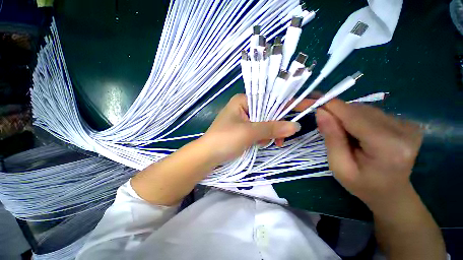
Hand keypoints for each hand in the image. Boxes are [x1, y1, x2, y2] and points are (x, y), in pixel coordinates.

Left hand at [201, 94, 314, 163]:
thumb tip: (295, 126)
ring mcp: (243, 119)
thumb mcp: (249, 132)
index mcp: (242, 100)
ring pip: (264, 123)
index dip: (287, 104)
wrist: (208, 156)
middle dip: (275, 125)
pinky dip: (262, 137)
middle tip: (281, 138)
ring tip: (265, 143)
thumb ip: (272, 128)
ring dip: (268, 134)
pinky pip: (258, 130)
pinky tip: (260, 144)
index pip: (269, 98)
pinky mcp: (243, 130)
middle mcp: (243, 107)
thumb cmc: (225, 139)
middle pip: (268, 112)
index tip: (305, 107)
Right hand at [315, 99, 422, 208]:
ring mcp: (408, 124)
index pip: (353, 116)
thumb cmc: (363, 185)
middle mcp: (403, 130)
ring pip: (364, 109)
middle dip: (336, 113)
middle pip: (359, 110)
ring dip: (346, 116)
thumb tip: (321, 112)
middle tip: (323, 123)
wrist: (392, 193)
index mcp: (388, 147)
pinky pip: (372, 112)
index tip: (309, 100)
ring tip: (341, 132)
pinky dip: (356, 118)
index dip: (329, 105)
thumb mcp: (339, 166)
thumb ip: (331, 138)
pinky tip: (355, 131)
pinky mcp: (406, 122)